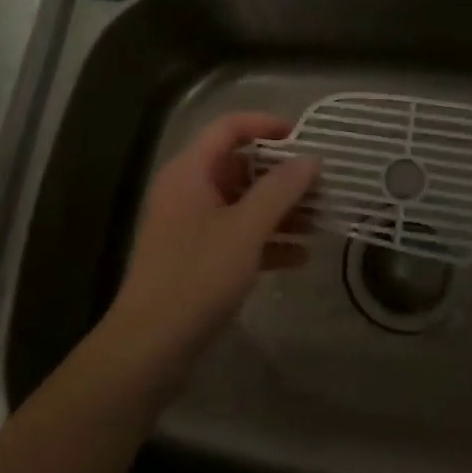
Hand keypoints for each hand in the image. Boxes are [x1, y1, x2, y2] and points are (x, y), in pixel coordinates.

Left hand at [102, 113, 319, 379]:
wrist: (150, 346)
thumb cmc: (198, 275)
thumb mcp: (246, 229)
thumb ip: (281, 189)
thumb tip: (310, 159)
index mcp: (191, 171)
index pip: (229, 127)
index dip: (266, 125)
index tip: (304, 137)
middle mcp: (188, 190)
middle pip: (240, 166)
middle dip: (282, 176)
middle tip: (321, 186)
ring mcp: (191, 225)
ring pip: (242, 203)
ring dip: (280, 210)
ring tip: (320, 221)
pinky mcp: (197, 257)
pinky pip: (237, 235)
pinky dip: (266, 240)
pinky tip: (300, 257)